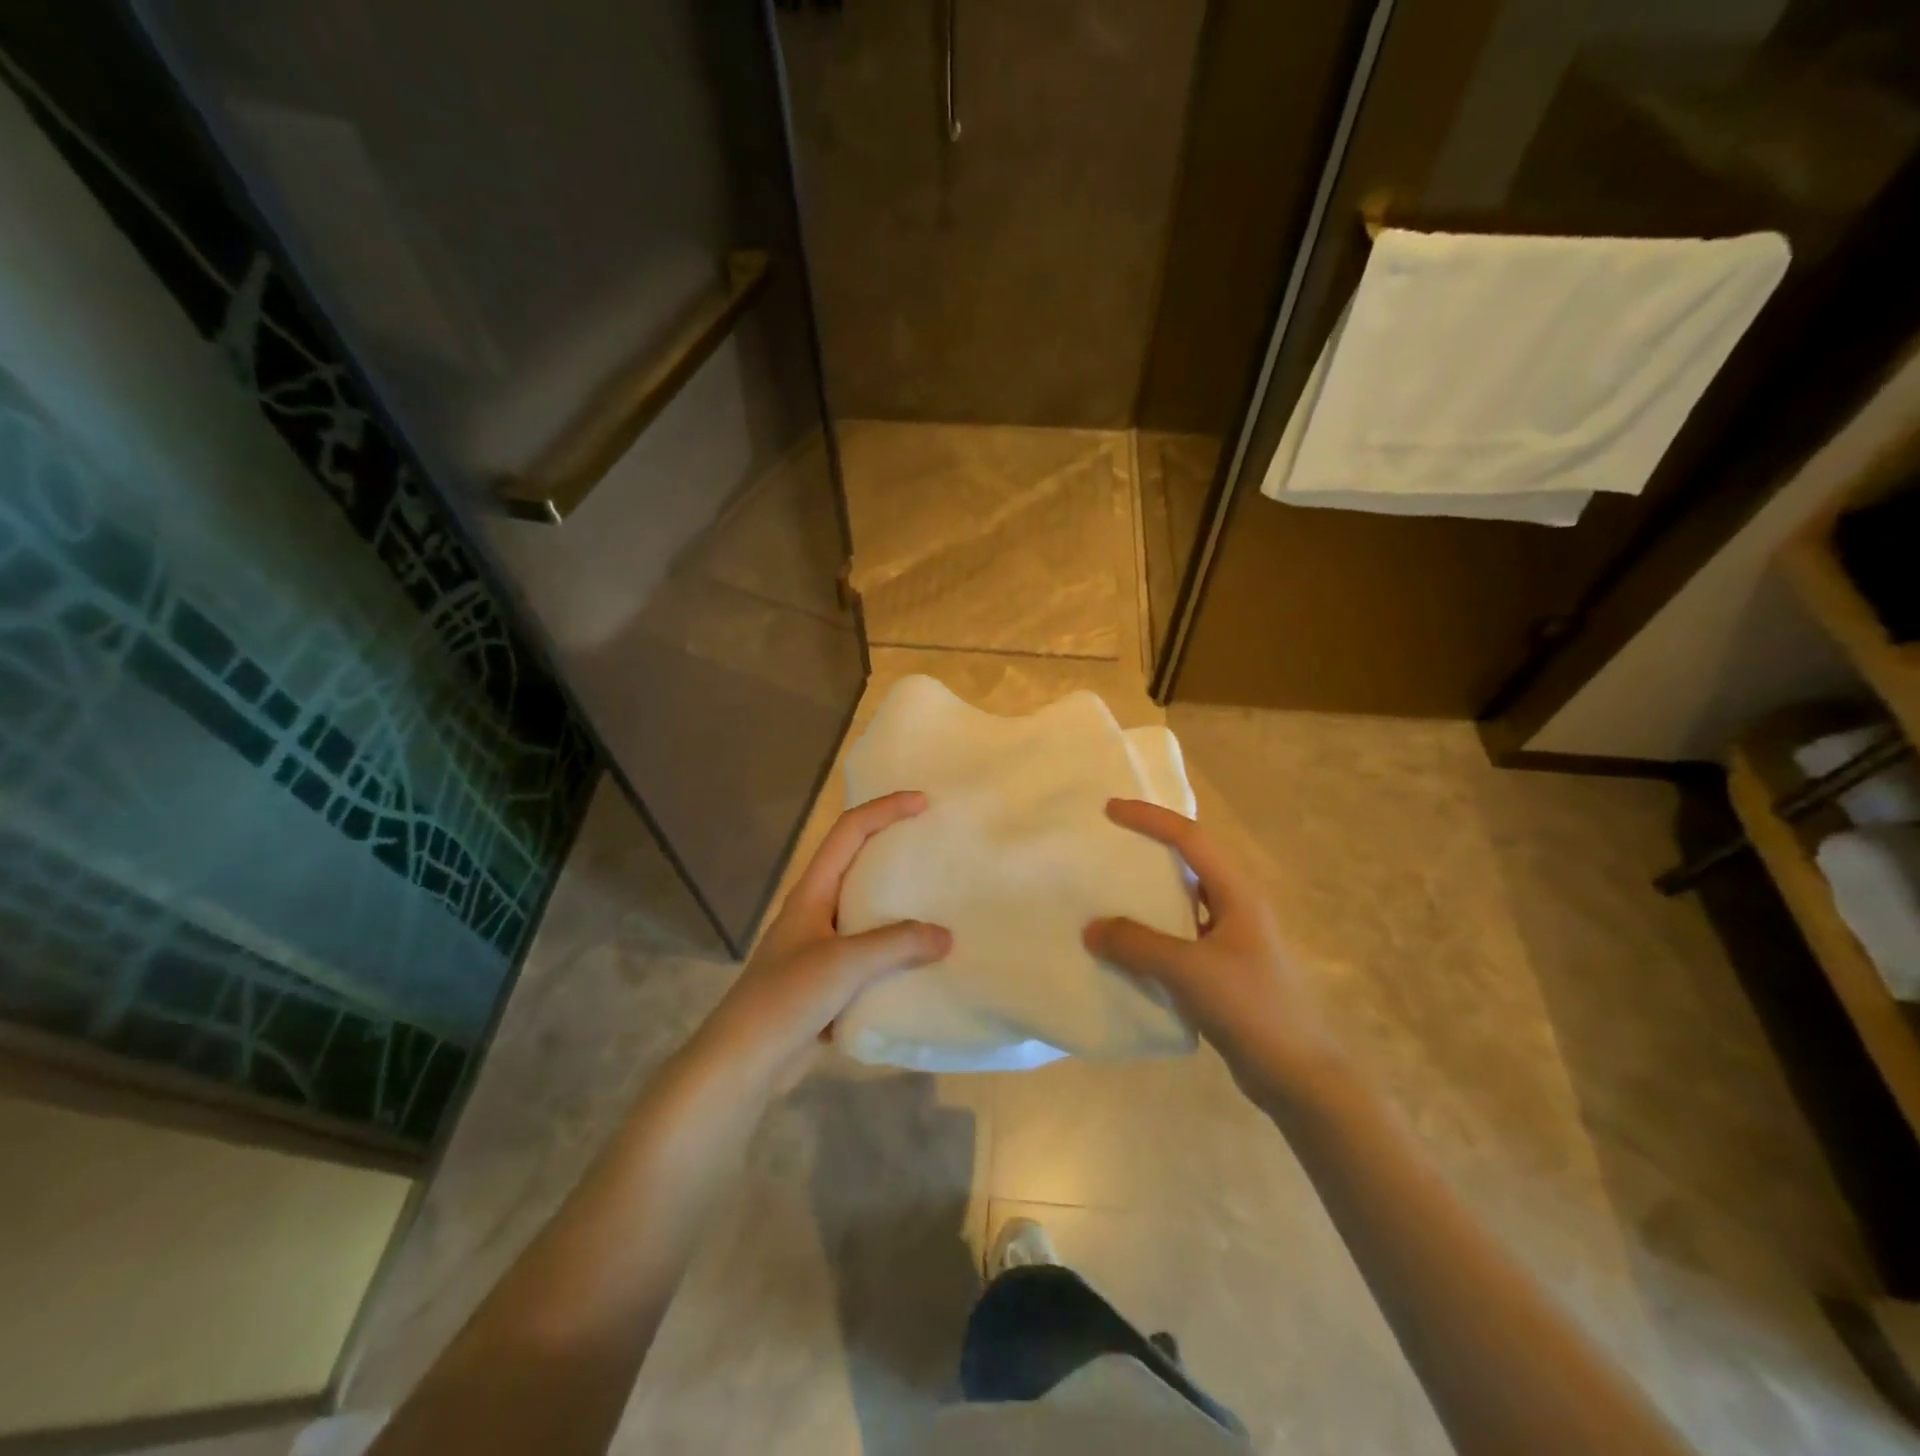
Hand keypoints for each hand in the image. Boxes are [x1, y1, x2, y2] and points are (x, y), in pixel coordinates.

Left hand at [700, 791, 951, 1081]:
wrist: (744, 1062)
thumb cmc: (786, 998)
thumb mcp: (843, 964)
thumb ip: (896, 945)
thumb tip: (946, 936)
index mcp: (812, 892)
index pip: (848, 832)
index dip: (884, 810)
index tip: (923, 803)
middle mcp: (816, 910)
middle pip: (857, 863)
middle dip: (894, 848)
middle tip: (935, 846)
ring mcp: (820, 945)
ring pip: (866, 910)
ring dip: (899, 902)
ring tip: (939, 900)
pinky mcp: (828, 979)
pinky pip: (869, 952)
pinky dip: (896, 948)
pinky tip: (923, 959)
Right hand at [1084, 798, 1339, 1105]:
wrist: (1300, 1077)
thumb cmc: (1251, 1009)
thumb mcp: (1189, 971)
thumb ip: (1137, 945)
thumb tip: (1091, 928)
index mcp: (1237, 893)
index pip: (1190, 838)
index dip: (1149, 818)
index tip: (1109, 810)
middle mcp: (1237, 907)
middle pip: (1189, 862)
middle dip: (1149, 847)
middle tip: (1107, 844)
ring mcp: (1232, 940)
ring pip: (1183, 901)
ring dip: (1148, 893)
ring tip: (1108, 891)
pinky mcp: (1225, 970)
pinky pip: (1180, 937)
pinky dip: (1152, 933)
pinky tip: (1126, 947)